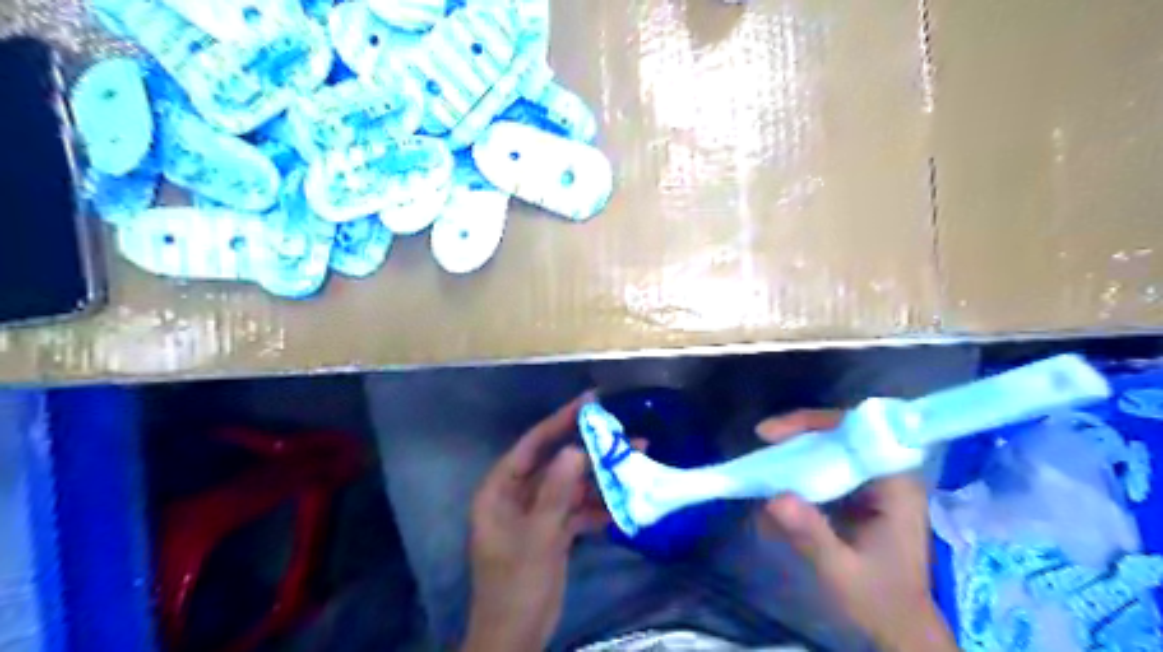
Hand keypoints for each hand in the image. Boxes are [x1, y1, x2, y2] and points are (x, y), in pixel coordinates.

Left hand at [461, 393, 612, 651]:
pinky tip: (622, 507)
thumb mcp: (537, 537)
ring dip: (600, 481)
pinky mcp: (552, 531)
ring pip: (571, 486)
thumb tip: (575, 450)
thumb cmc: (515, 586)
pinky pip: (577, 510)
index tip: (590, 402)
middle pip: (557, 463)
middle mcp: (517, 495)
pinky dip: (597, 509)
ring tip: (634, 467)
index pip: (533, 444)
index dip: (560, 420)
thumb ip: (555, 492)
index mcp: (500, 489)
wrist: (516, 638)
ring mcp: (536, 513)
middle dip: (590, 453)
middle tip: (625, 437)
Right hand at [759, 410, 959, 647]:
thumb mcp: (842, 572)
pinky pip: (831, 464)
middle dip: (799, 432)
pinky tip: (779, 475)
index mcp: (896, 486)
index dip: (814, 424)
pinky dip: (803, 465)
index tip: (775, 433)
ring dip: (798, 446)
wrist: (903, 627)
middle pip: (843, 433)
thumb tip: (773, 498)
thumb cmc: (880, 601)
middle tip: (762, 437)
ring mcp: (876, 482)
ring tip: (764, 454)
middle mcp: (889, 474)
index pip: (858, 432)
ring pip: (834, 445)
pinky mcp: (863, 492)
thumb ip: (811, 536)